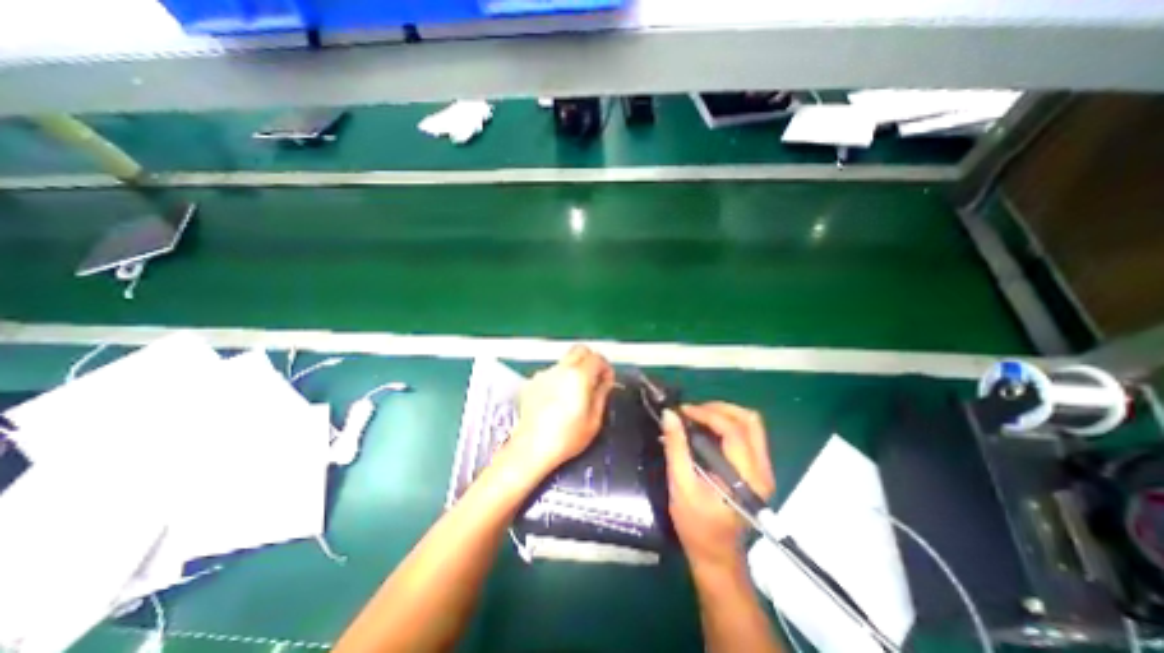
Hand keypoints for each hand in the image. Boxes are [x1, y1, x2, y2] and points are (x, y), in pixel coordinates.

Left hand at [512, 348, 618, 478]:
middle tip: (594, 379)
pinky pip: (551, 374)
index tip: (607, 381)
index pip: (597, 358)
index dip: (606, 367)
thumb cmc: (566, 438)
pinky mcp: (532, 383)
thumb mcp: (594, 419)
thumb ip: (602, 394)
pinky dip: (558, 379)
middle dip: (590, 360)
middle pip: (579, 350)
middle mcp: (561, 369)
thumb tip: (605, 381)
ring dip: (573, 370)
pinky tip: (556, 399)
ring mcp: (544, 374)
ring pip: (564, 362)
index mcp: (579, 376)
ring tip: (574, 393)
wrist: (531, 448)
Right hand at [663, 402, 769, 576]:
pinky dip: (726, 424)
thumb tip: (669, 415)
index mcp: (747, 478)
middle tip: (692, 410)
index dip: (707, 414)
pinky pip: (747, 434)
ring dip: (723, 413)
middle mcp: (762, 470)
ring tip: (697, 416)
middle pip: (750, 421)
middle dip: (719, 408)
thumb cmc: (696, 524)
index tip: (682, 410)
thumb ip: (676, 447)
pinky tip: (705, 428)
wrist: (716, 554)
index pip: (733, 431)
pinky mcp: (757, 469)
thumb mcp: (680, 485)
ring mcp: (763, 469)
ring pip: (751, 424)